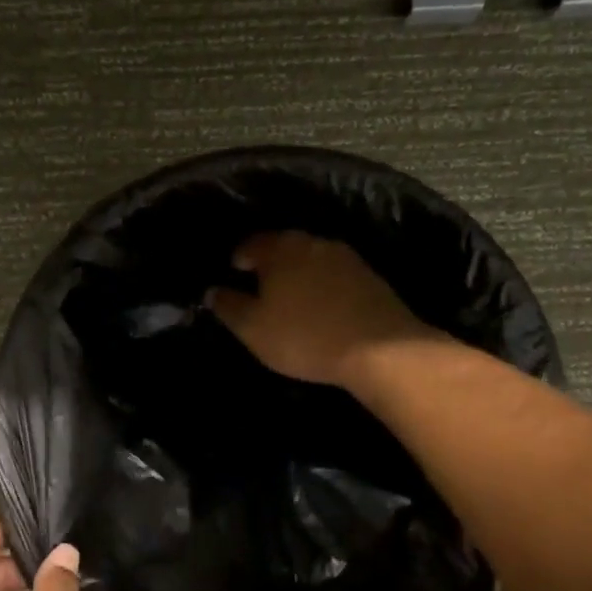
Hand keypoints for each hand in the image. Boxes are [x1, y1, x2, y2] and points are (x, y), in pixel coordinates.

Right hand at [208, 231, 436, 386]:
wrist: (379, 348)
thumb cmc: (304, 336)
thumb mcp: (253, 328)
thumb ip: (229, 307)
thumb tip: (212, 291)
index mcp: (280, 249)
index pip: (252, 243)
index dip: (240, 257)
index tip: (234, 272)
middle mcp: (313, 242)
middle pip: (284, 246)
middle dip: (271, 263)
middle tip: (261, 285)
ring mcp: (346, 257)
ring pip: (311, 258)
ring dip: (299, 273)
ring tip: (291, 297)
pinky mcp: (370, 277)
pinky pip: (335, 275)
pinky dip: (323, 285)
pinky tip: (321, 305)